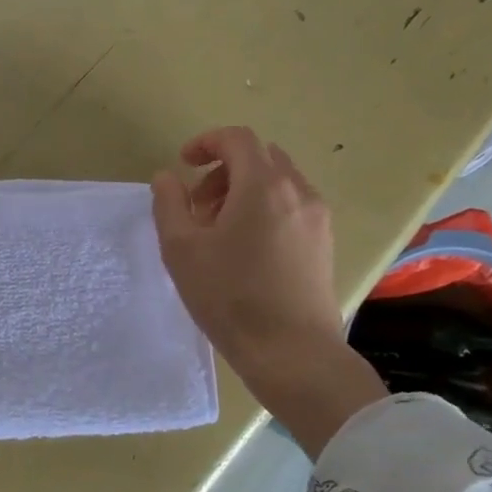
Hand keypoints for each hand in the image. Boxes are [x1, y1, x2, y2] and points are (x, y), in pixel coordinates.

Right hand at [151, 126, 384, 455]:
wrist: (291, 352)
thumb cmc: (230, 297)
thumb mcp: (181, 249)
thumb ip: (169, 203)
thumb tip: (167, 177)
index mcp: (263, 186)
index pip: (237, 138)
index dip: (206, 142)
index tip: (183, 165)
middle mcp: (298, 192)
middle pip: (259, 157)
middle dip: (223, 170)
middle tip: (198, 207)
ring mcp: (317, 218)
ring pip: (277, 182)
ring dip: (243, 191)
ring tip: (219, 233)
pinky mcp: (324, 243)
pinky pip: (291, 206)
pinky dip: (264, 209)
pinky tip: (246, 250)